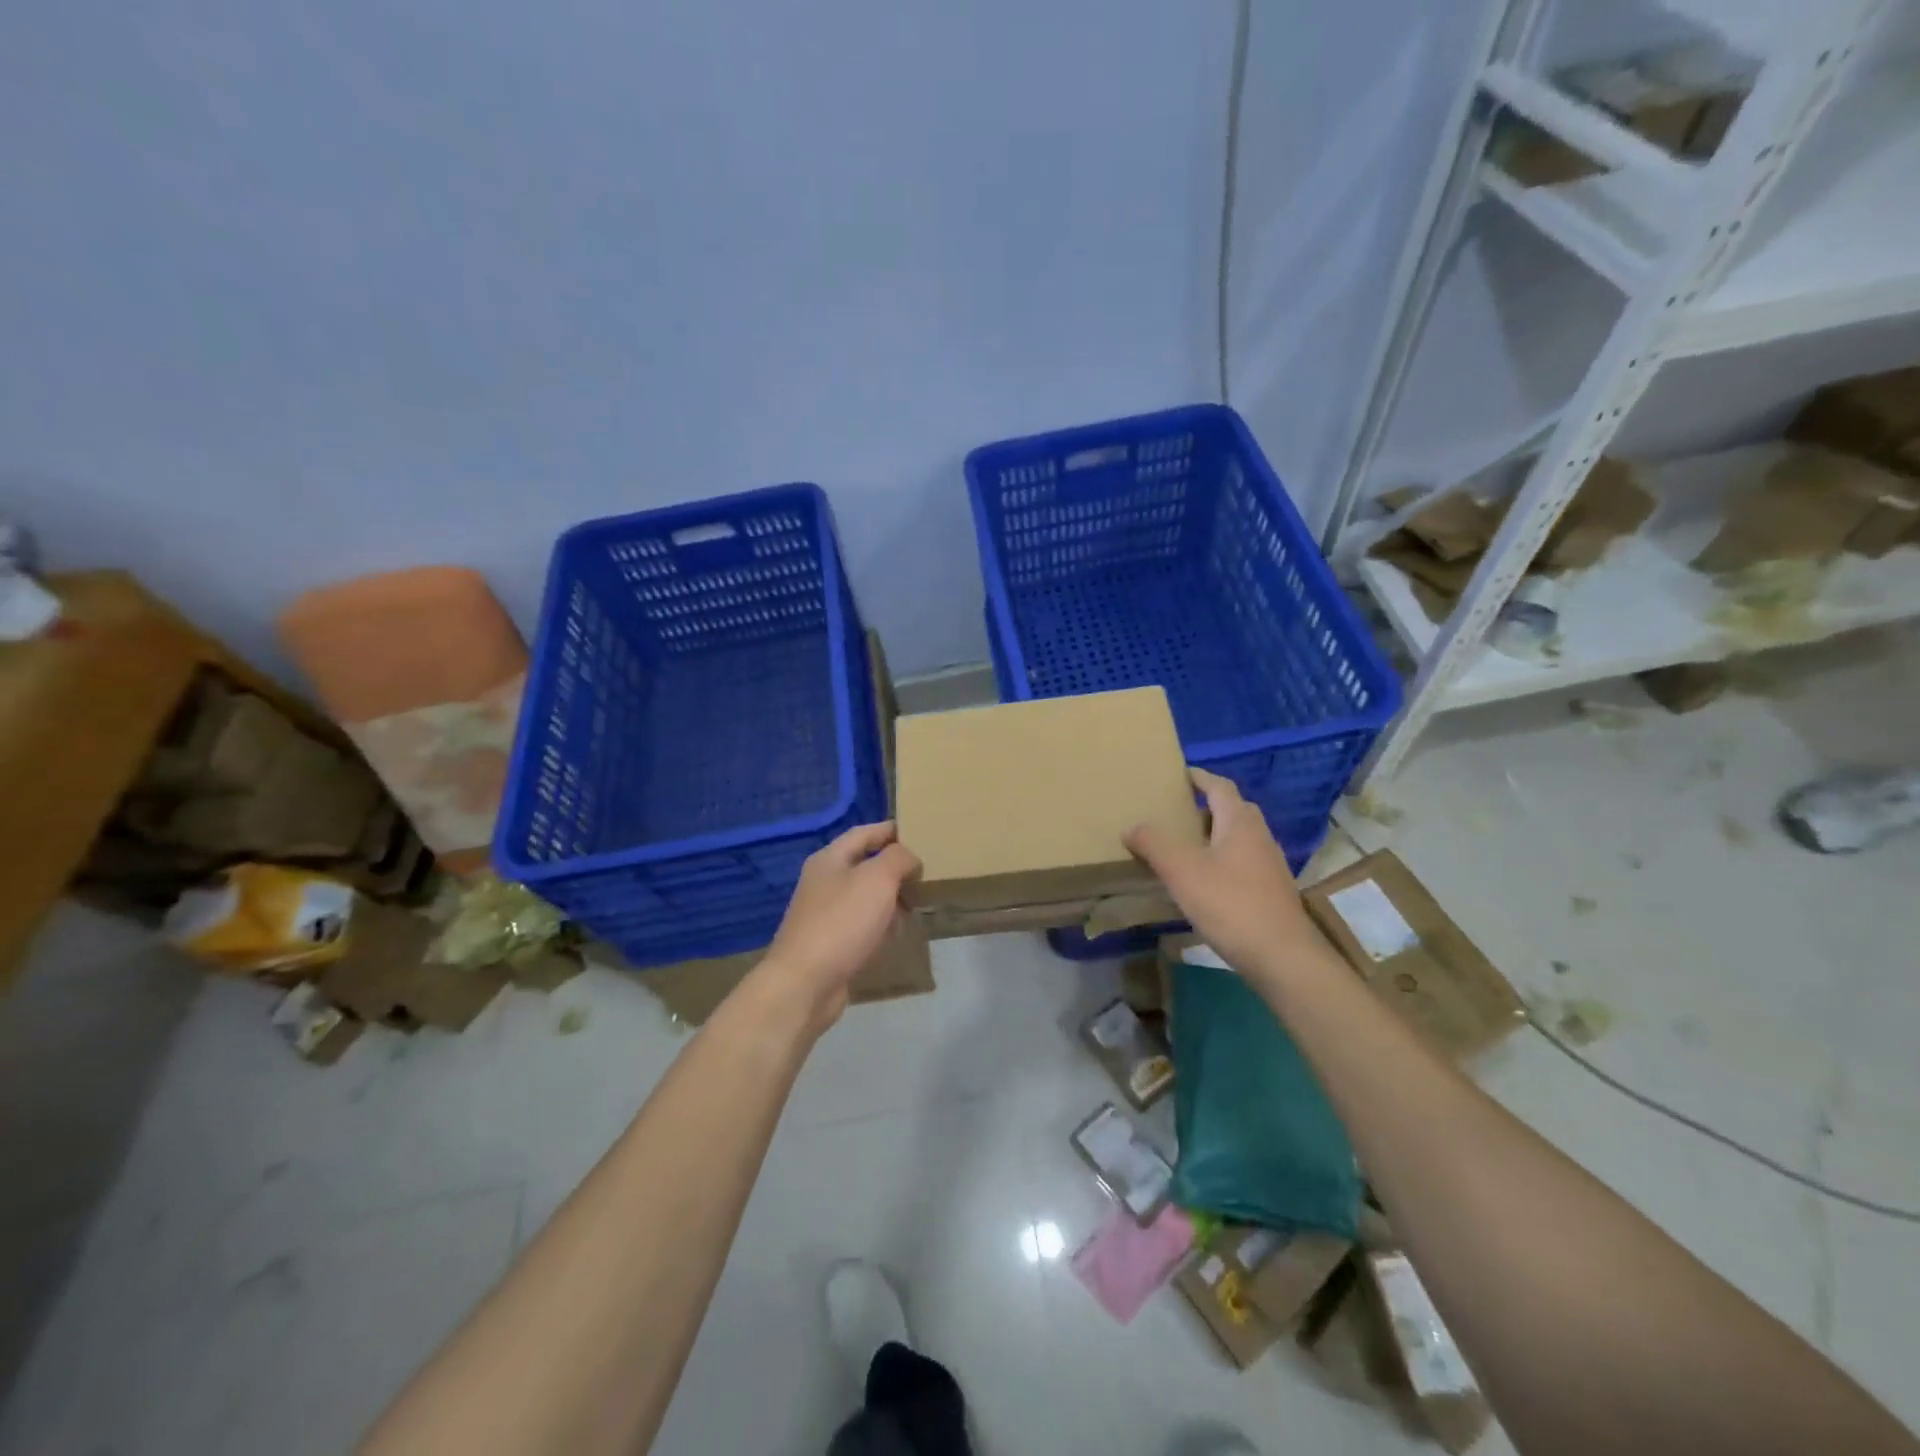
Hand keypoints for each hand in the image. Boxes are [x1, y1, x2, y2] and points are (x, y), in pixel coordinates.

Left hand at [760, 822, 919, 1031]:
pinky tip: (897, 933)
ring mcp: (825, 914)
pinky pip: (862, 924)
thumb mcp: (877, 879)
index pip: (864, 833)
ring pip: (865, 896)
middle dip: (895, 867)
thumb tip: (909, 858)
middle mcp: (824, 882)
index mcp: (830, 859)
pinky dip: (881, 924)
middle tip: (926, 871)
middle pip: (865, 864)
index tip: (920, 833)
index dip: (891, 830)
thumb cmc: (842, 922)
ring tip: (919, 902)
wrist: (805, 984)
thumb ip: (898, 858)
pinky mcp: (831, 943)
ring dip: (891, 897)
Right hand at [1123, 768, 1314, 979]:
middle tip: (1177, 811)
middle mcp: (1259, 836)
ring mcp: (1269, 865)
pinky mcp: (1271, 891)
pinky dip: (1222, 859)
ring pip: (1239, 837)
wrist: (1282, 956)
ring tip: (1184, 845)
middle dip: (1207, 806)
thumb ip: (1154, 844)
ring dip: (1214, 834)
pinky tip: (1204, 880)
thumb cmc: (1230, 904)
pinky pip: (1243, 861)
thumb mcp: (1182, 871)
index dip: (1199, 777)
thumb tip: (1132, 826)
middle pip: (1234, 809)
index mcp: (1239, 823)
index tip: (1179, 774)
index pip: (1220, 786)